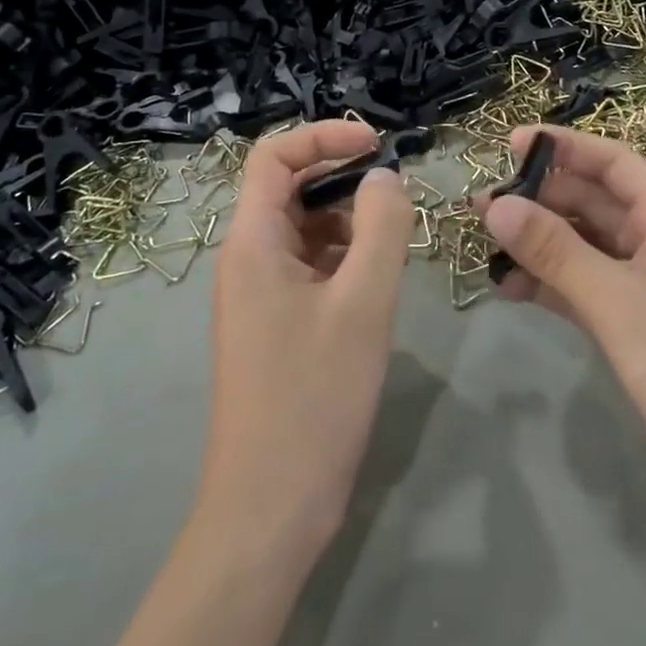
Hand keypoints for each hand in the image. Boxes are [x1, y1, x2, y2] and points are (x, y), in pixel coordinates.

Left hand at [197, 122, 414, 559]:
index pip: (273, 156)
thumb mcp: (362, 303)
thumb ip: (380, 226)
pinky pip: (309, 266)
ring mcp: (259, 294)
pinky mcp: (276, 323)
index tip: (379, 144)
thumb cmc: (314, 397)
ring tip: (395, 240)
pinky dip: (344, 257)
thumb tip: (385, 175)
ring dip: (348, 220)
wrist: (270, 509)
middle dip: (344, 179)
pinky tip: (377, 278)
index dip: (324, 136)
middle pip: (290, 188)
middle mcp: (247, 258)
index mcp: (252, 242)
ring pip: (304, 228)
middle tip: (398, 195)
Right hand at [477, 128, 645, 554]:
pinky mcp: (639, 326)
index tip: (509, 144)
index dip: (564, 146)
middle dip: (540, 198)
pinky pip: (587, 288)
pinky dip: (552, 284)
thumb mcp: (616, 302)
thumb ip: (554, 251)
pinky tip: (511, 289)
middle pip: (594, 202)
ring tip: (485, 243)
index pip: (613, 163)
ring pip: (586, 247)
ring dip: (540, 243)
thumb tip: (495, 205)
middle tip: (481, 203)